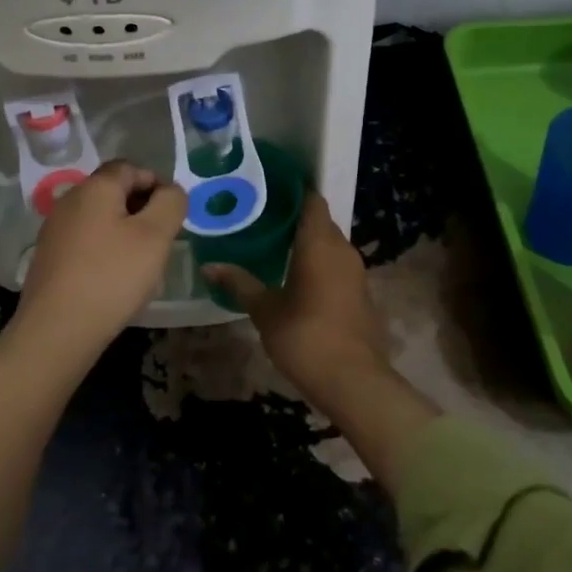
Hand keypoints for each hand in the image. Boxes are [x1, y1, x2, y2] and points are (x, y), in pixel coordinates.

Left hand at [17, 161, 187, 352]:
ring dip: (125, 232)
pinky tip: (115, 279)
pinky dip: (105, 250)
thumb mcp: (155, 236)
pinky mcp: (49, 257)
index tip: (174, 213)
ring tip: (142, 263)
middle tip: (163, 239)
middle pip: (113, 191)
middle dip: (142, 209)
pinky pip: (86, 242)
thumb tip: (171, 191)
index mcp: (95, 187)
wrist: (56, 330)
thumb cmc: (112, 276)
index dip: (157, 183)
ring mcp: (55, 230)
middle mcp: (70, 200)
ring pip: (100, 218)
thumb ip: (171, 204)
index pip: (130, 167)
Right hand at [201, 193, 389, 408]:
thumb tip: (209, 265)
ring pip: (330, 245)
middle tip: (261, 219)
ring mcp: (356, 272)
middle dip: (295, 218)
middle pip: (320, 221)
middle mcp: (343, 249)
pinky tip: (297, 277)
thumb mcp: (265, 310)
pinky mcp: (361, 294)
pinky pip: (338, 266)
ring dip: (308, 243)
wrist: (355, 381)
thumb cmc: (306, 336)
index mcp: (320, 243)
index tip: (268, 189)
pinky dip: (319, 264)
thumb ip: (240, 283)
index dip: (293, 191)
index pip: (311, 200)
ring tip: (274, 246)